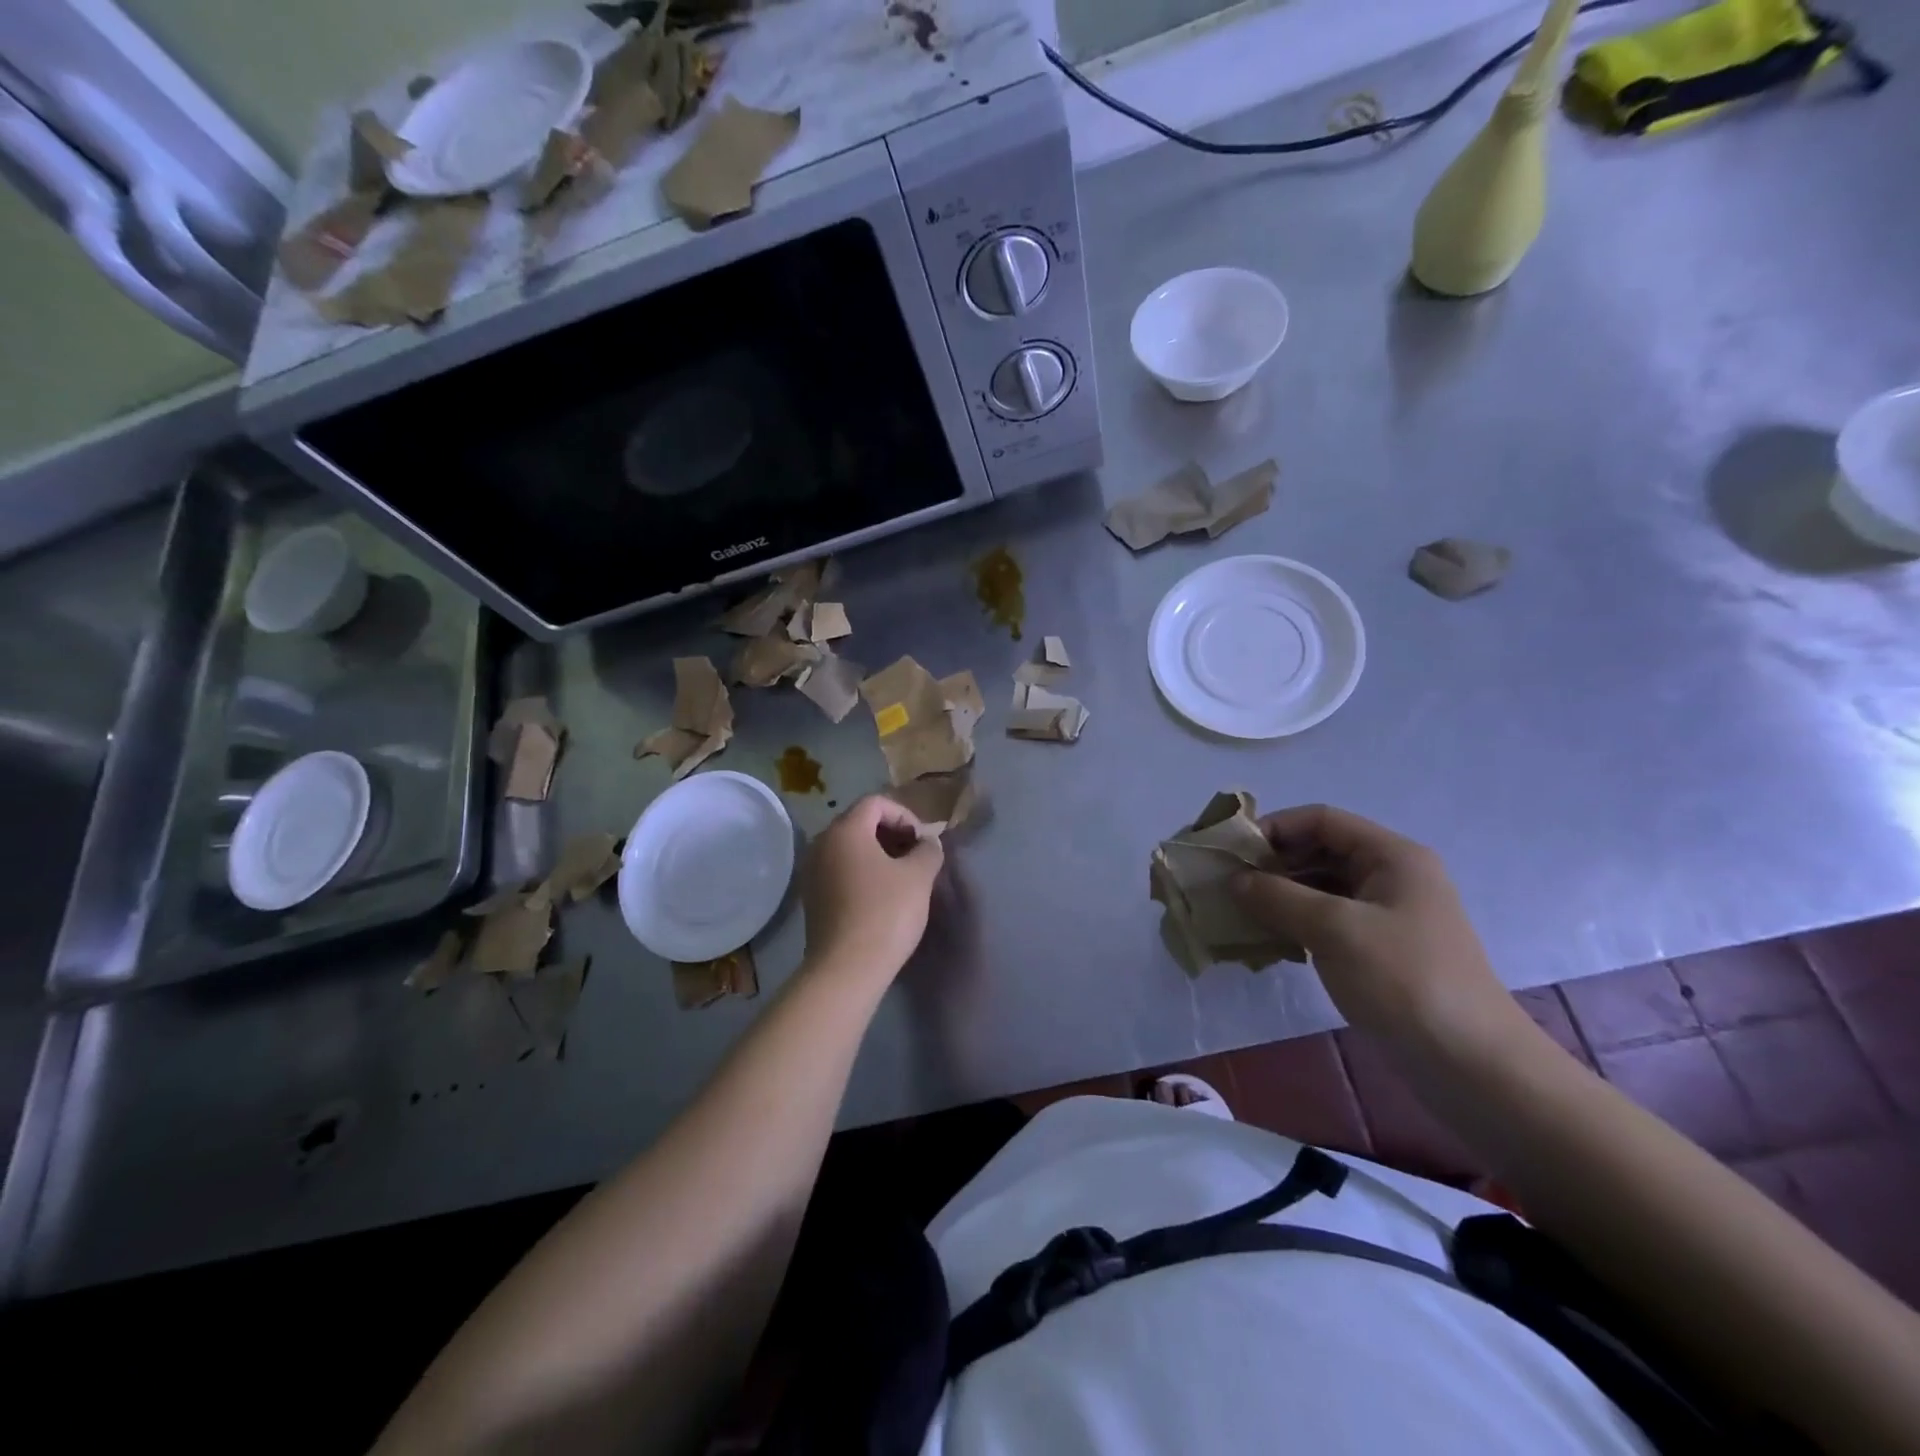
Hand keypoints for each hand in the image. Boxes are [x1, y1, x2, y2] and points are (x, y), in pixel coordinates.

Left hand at [800, 795, 944, 981]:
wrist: (847, 969)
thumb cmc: (885, 913)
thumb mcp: (919, 877)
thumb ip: (928, 850)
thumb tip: (928, 843)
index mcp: (845, 830)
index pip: (876, 802)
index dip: (905, 815)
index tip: (922, 842)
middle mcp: (822, 844)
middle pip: (860, 823)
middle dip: (892, 834)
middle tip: (916, 857)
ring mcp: (812, 871)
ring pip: (850, 848)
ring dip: (879, 855)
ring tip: (903, 878)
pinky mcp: (812, 897)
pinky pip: (840, 870)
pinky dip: (863, 873)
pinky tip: (882, 897)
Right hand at [1230, 805, 1518, 1050]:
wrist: (1472, 1064)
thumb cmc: (1405, 980)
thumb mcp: (1335, 930)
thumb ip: (1278, 897)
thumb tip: (1234, 880)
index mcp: (1392, 856)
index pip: (1322, 820)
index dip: (1274, 828)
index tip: (1233, 853)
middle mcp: (1391, 876)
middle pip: (1320, 850)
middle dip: (1273, 863)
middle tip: (1229, 884)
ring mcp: (1386, 914)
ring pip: (1321, 887)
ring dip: (1280, 895)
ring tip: (1240, 913)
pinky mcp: (1379, 948)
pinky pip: (1327, 920)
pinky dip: (1295, 923)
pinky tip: (1268, 940)